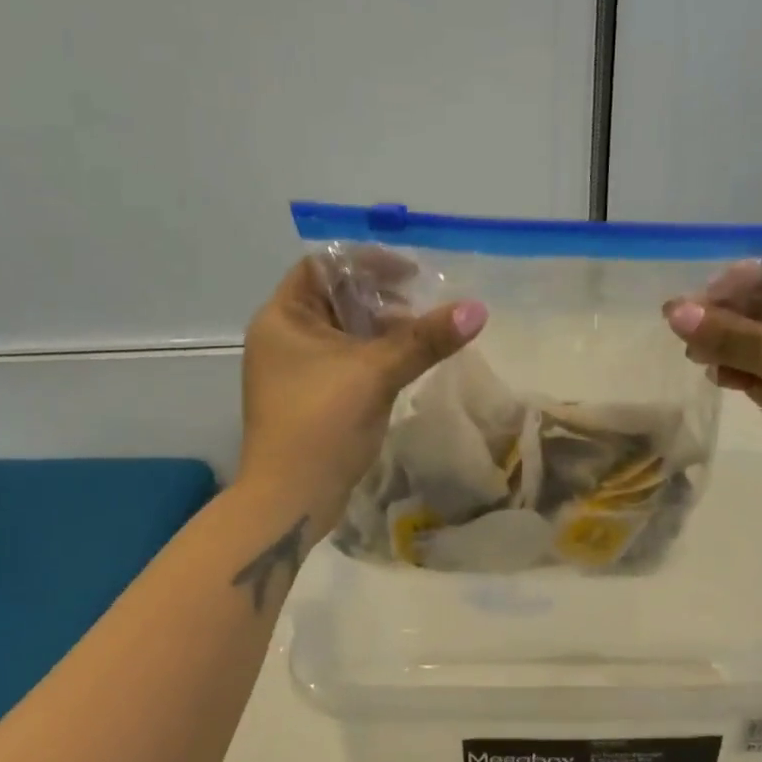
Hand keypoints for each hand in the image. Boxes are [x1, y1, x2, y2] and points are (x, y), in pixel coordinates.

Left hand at [240, 258, 486, 534]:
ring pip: (346, 333)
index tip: (411, 274)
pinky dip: (375, 357)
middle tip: (424, 307)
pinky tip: (406, 365)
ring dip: (383, 330)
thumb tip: (478, 309)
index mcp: (283, 317)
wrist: (291, 499)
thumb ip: (425, 340)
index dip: (368, 263)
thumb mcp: (376, 374)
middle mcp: (284, 337)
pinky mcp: (312, 398)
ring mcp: (296, 370)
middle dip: (382, 298)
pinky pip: (347, 362)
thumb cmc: (322, 424)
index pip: (324, 266)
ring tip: (424, 336)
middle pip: (337, 298)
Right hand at [663, 256, 761, 520]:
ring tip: (691, 351)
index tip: (709, 286)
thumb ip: (728, 333)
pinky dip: (735, 370)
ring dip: (726, 342)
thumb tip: (673, 311)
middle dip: (729, 310)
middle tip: (684, 320)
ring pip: (761, 342)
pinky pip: (758, 374)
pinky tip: (711, 373)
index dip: (753, 272)